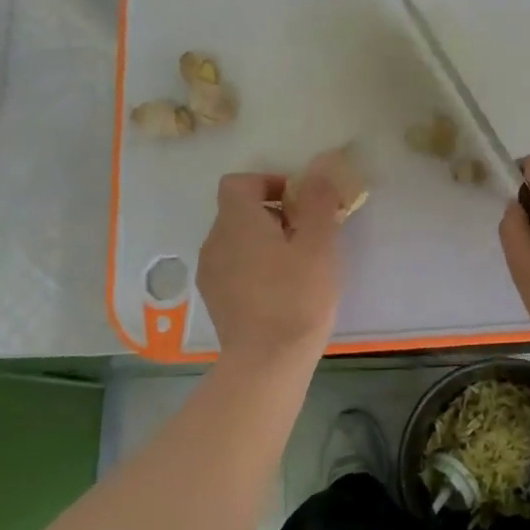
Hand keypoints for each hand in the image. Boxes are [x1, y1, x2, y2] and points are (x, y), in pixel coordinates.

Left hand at [197, 170, 341, 361]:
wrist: (268, 361)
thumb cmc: (297, 296)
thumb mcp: (318, 244)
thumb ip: (317, 200)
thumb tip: (318, 168)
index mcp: (236, 221)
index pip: (240, 182)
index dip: (270, 183)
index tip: (300, 202)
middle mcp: (215, 240)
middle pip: (240, 211)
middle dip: (274, 214)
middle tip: (309, 234)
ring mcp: (211, 273)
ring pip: (238, 241)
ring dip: (266, 241)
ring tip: (299, 264)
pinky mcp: (215, 299)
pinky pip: (235, 267)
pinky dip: (256, 266)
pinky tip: (282, 289)